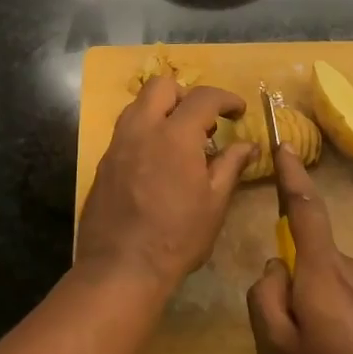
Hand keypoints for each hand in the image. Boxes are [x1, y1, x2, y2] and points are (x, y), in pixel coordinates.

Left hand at [76, 76, 256, 294]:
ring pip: (138, 105)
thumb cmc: (177, 236)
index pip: (203, 97)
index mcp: (174, 135)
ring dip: (162, 110)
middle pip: (161, 86)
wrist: (121, 267)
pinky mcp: (104, 162)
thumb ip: (231, 165)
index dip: (226, 98)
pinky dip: (146, 131)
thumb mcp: (215, 202)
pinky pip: (126, 130)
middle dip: (186, 95)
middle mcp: (141, 129)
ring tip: (181, 140)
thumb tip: (248, 145)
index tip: (238, 111)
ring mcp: (117, 144)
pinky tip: (157, 161)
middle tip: (204, 122)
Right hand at [246, 146, 352, 353]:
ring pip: (334, 288)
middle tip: (298, 345)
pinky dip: (346, 326)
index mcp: (325, 271)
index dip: (292, 176)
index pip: (305, 208)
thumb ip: (265, 298)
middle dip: (298, 290)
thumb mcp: (278, 352)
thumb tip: (276, 266)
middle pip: (313, 262)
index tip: (285, 146)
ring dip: (323, 313)